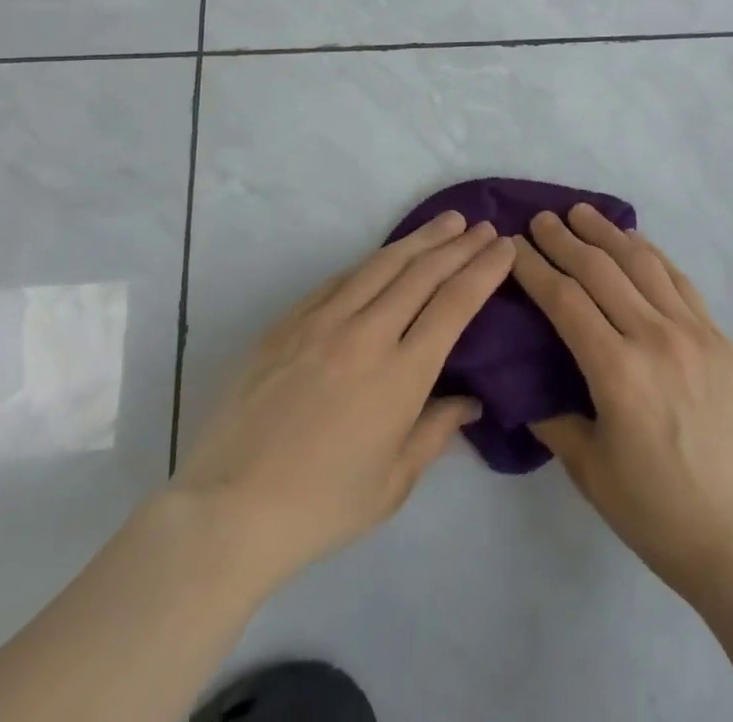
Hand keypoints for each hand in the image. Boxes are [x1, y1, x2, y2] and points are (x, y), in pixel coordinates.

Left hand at [173, 212, 513, 594]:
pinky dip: (373, 260)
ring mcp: (323, 321)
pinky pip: (341, 278)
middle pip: (423, 272)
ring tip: (448, 222)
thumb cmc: (321, 506)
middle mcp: (367, 334)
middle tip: (484, 227)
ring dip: (421, 238)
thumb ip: (436, 431)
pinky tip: (386, 255)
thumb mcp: (393, 484)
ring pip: (382, 263)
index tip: (504, 246)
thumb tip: (470, 400)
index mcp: (401, 375)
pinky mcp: (289, 321)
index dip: (484, 269)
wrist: (228, 509)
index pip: (455, 304)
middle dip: (460, 245)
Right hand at [511, 205, 732, 599]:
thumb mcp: (588, 470)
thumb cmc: (656, 512)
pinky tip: (633, 241)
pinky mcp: (719, 337)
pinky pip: (679, 280)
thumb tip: (520, 381)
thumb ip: (551, 416)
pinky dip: (651, 253)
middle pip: (600, 270)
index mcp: (618, 372)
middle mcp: (655, 338)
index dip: (535, 268)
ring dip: (607, 233)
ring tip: (581, 213)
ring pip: (642, 263)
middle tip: (540, 219)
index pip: (565, 300)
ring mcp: (694, 332)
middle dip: (564, 240)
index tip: (513, 246)